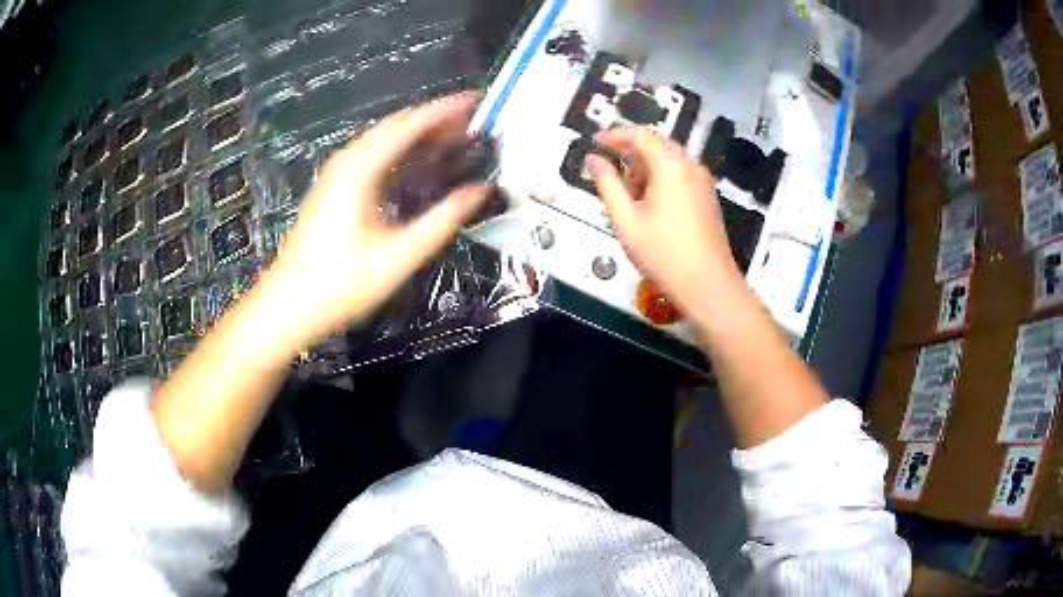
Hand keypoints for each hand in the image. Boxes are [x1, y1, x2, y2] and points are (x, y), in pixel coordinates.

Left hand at [265, 93, 489, 346]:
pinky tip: (419, 164)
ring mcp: (338, 174)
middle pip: (396, 127)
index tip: (477, 101)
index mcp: (362, 168)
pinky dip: (401, 153)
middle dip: (435, 120)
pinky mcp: (334, 189)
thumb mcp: (400, 254)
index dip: (445, 110)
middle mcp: (348, 161)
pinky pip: (374, 158)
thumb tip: (480, 191)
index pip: (410, 124)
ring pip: (384, 141)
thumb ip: (443, 219)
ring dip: (418, 136)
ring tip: (454, 137)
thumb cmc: (342, 281)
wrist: (289, 304)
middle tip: (473, 121)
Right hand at [587, 127, 742, 318]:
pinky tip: (648, 204)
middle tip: (607, 169)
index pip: (640, 135)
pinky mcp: (707, 197)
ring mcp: (702, 182)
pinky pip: (680, 174)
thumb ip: (607, 184)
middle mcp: (690, 166)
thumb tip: (593, 159)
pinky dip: (660, 179)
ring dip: (644, 168)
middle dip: (630, 152)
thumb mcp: (626, 220)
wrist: (708, 285)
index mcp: (671, 166)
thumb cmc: (663, 254)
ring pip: (669, 160)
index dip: (615, 135)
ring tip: (626, 194)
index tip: (595, 142)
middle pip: (657, 144)